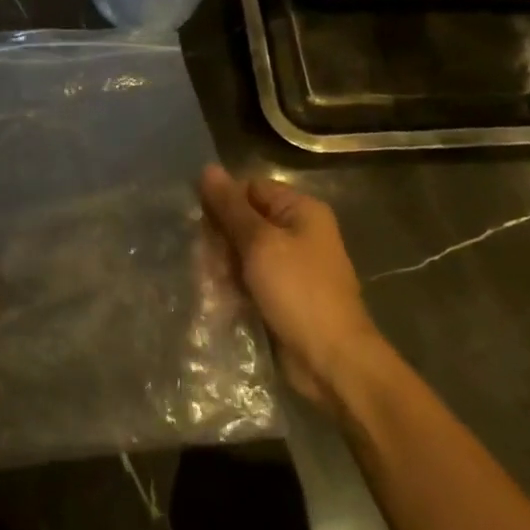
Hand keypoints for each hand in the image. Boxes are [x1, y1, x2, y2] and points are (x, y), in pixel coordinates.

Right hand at [199, 166, 381, 409]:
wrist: (332, 361)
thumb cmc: (298, 291)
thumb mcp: (260, 243)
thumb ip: (230, 207)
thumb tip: (207, 169)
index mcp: (301, 210)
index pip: (250, 188)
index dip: (223, 200)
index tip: (198, 220)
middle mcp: (298, 232)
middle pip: (244, 220)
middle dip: (220, 238)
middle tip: (202, 258)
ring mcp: (290, 266)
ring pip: (242, 252)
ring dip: (222, 265)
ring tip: (208, 281)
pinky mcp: (281, 295)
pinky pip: (248, 279)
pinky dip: (232, 285)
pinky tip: (216, 297)